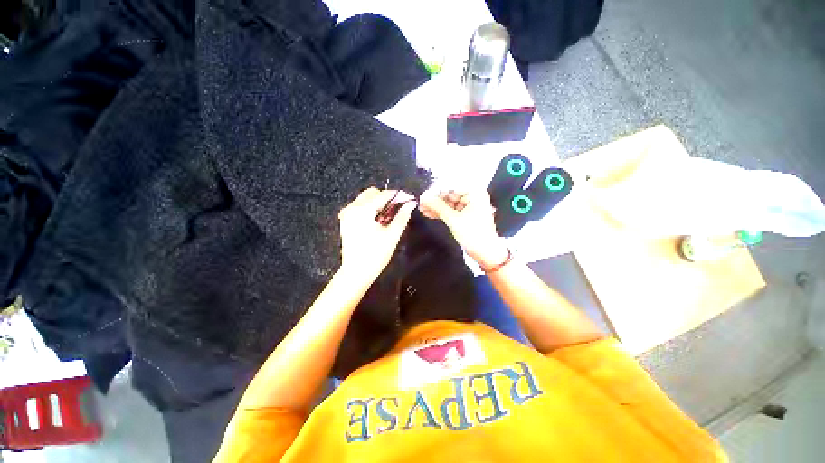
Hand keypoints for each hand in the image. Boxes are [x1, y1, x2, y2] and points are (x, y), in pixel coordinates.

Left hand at [338, 187, 415, 281]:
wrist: (356, 272)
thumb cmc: (376, 255)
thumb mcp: (392, 235)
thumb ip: (402, 216)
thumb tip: (411, 203)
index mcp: (363, 211)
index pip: (383, 195)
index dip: (398, 195)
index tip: (409, 199)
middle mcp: (352, 208)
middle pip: (372, 193)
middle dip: (387, 197)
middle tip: (399, 208)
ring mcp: (347, 213)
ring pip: (365, 198)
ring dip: (378, 202)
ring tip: (389, 215)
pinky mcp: (345, 220)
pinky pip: (359, 206)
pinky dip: (370, 208)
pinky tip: (378, 219)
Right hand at [419, 189, 508, 269]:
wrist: (485, 253)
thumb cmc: (473, 235)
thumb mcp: (453, 220)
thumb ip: (438, 207)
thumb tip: (424, 198)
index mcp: (475, 193)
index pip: (452, 186)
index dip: (436, 191)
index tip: (424, 196)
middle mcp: (473, 196)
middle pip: (450, 194)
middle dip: (435, 199)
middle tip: (421, 203)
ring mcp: (470, 205)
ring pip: (449, 202)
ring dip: (437, 206)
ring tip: (422, 209)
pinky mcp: (466, 214)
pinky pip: (452, 210)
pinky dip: (442, 212)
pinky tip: (429, 213)